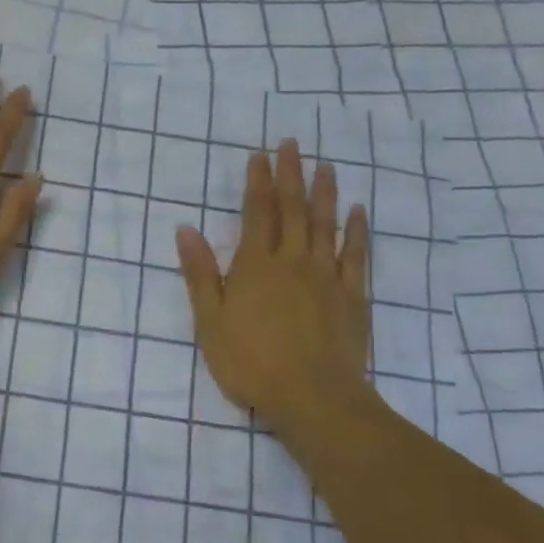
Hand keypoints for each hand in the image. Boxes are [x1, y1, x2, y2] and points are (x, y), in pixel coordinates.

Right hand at [176, 140, 378, 433]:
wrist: (313, 398)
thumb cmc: (251, 362)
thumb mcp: (210, 321)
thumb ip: (200, 274)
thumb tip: (186, 230)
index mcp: (256, 266)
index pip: (257, 213)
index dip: (257, 182)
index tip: (259, 155)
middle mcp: (293, 261)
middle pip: (292, 210)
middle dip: (290, 175)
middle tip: (292, 144)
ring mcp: (327, 276)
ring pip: (325, 225)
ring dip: (324, 193)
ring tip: (325, 166)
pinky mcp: (352, 296)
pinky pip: (356, 255)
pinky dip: (356, 231)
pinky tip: (357, 212)